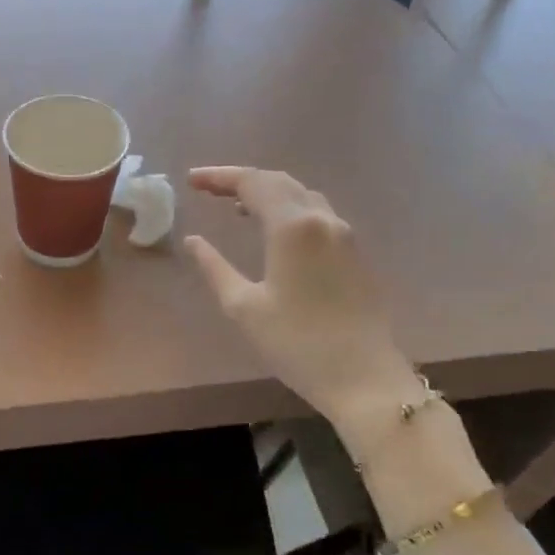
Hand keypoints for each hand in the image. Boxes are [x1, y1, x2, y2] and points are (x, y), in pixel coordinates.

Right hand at [184, 167, 417, 422]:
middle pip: (279, 182)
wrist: (363, 378)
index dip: (219, 176)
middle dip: (241, 180)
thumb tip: (194, 240)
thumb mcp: (243, 306)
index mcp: (293, 227)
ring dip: (266, 193)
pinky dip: (287, 209)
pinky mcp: (355, 253)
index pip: (252, 183)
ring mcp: (345, 234)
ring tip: (235, 206)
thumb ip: (214, 267)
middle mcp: (322, 219)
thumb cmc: (296, 343)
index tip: (190, 181)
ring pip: (301, 195)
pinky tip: (272, 229)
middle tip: (207, 188)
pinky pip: (316, 214)